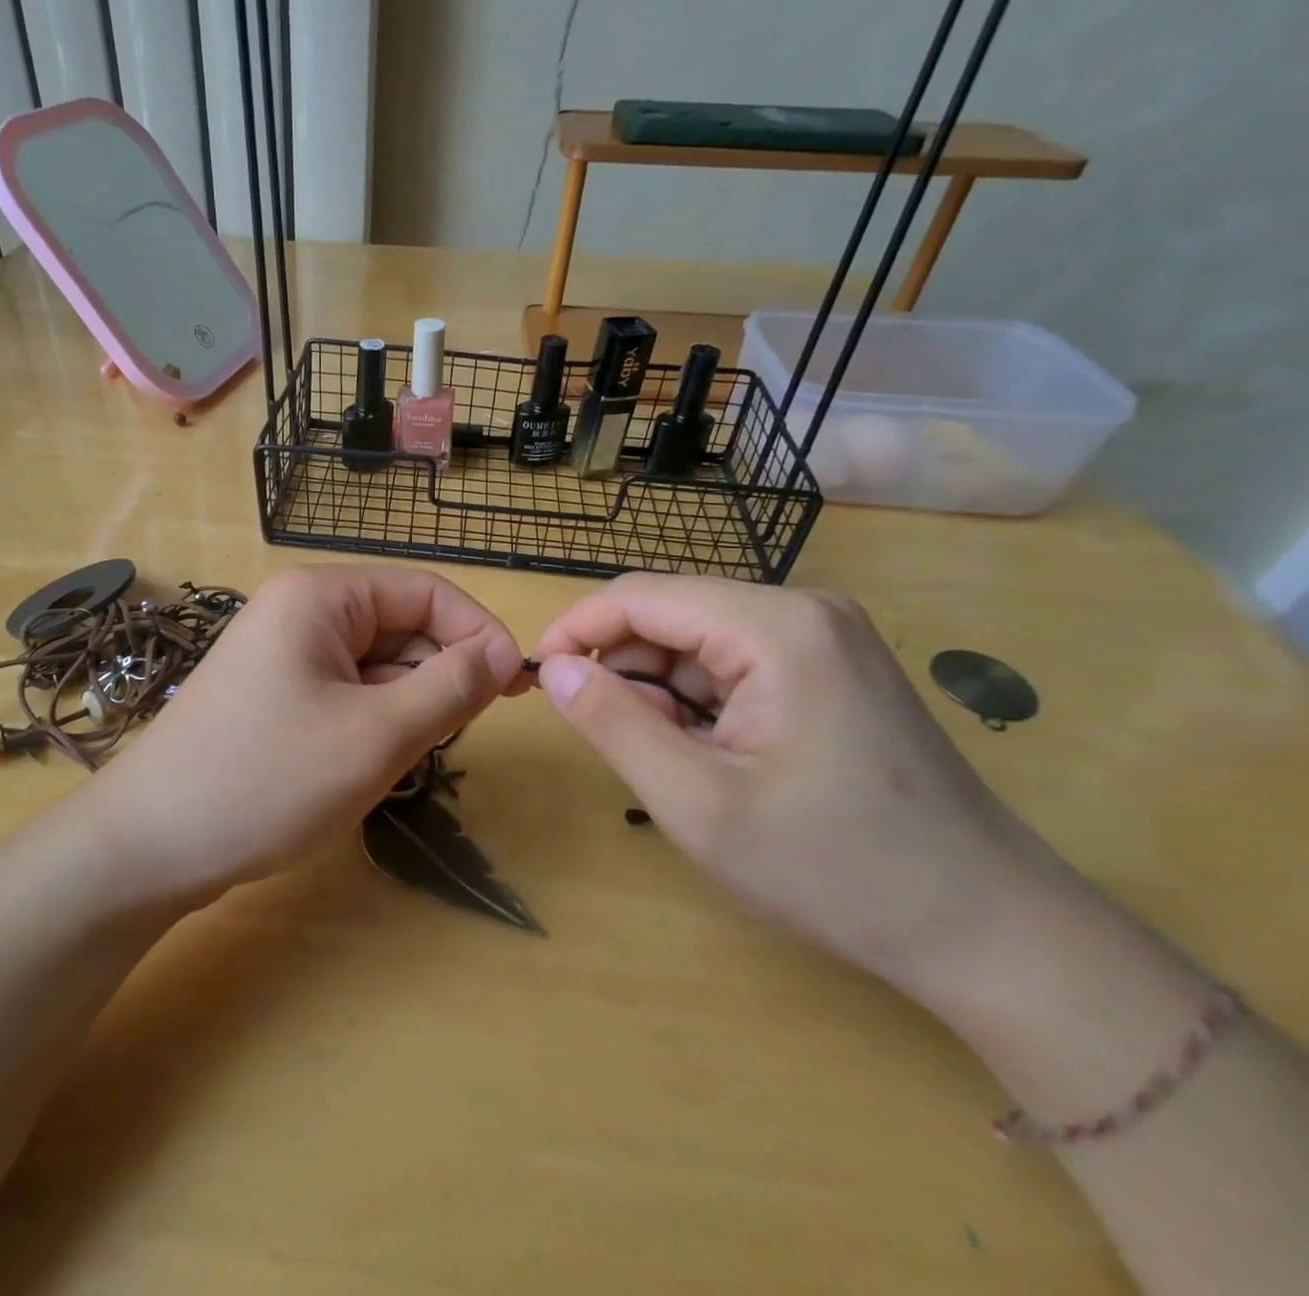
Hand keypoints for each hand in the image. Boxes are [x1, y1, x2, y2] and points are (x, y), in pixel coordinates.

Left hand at [92, 564, 525, 901]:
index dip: (478, 634)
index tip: (515, 690)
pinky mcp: (273, 694)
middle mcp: (300, 610)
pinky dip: (368, 726)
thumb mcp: (375, 735)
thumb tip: (504, 652)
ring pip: (376, 667)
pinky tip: (353, 768)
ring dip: (401, 710)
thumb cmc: (266, 780)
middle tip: (440, 742)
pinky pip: (345, 693)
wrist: (149, 845)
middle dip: (433, 679)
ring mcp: (282, 653)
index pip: (427, 592)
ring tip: (383, 762)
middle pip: (401, 628)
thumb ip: (450, 687)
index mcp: (321, 596)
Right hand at [533, 574, 1063, 1005]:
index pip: (640, 596)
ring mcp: (823, 636)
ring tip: (682, 767)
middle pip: (670, 616)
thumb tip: (553, 669)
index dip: (576, 631)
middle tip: (625, 749)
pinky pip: (734, 664)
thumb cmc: (834, 870)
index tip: (537, 683)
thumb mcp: (696, 803)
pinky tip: (719, 760)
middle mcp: (802, 609)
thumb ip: (613, 724)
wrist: (989, 931)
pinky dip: (702, 705)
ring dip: (664, 696)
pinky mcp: (830, 666)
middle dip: (627, 673)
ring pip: (697, 643)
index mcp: (775, 626)